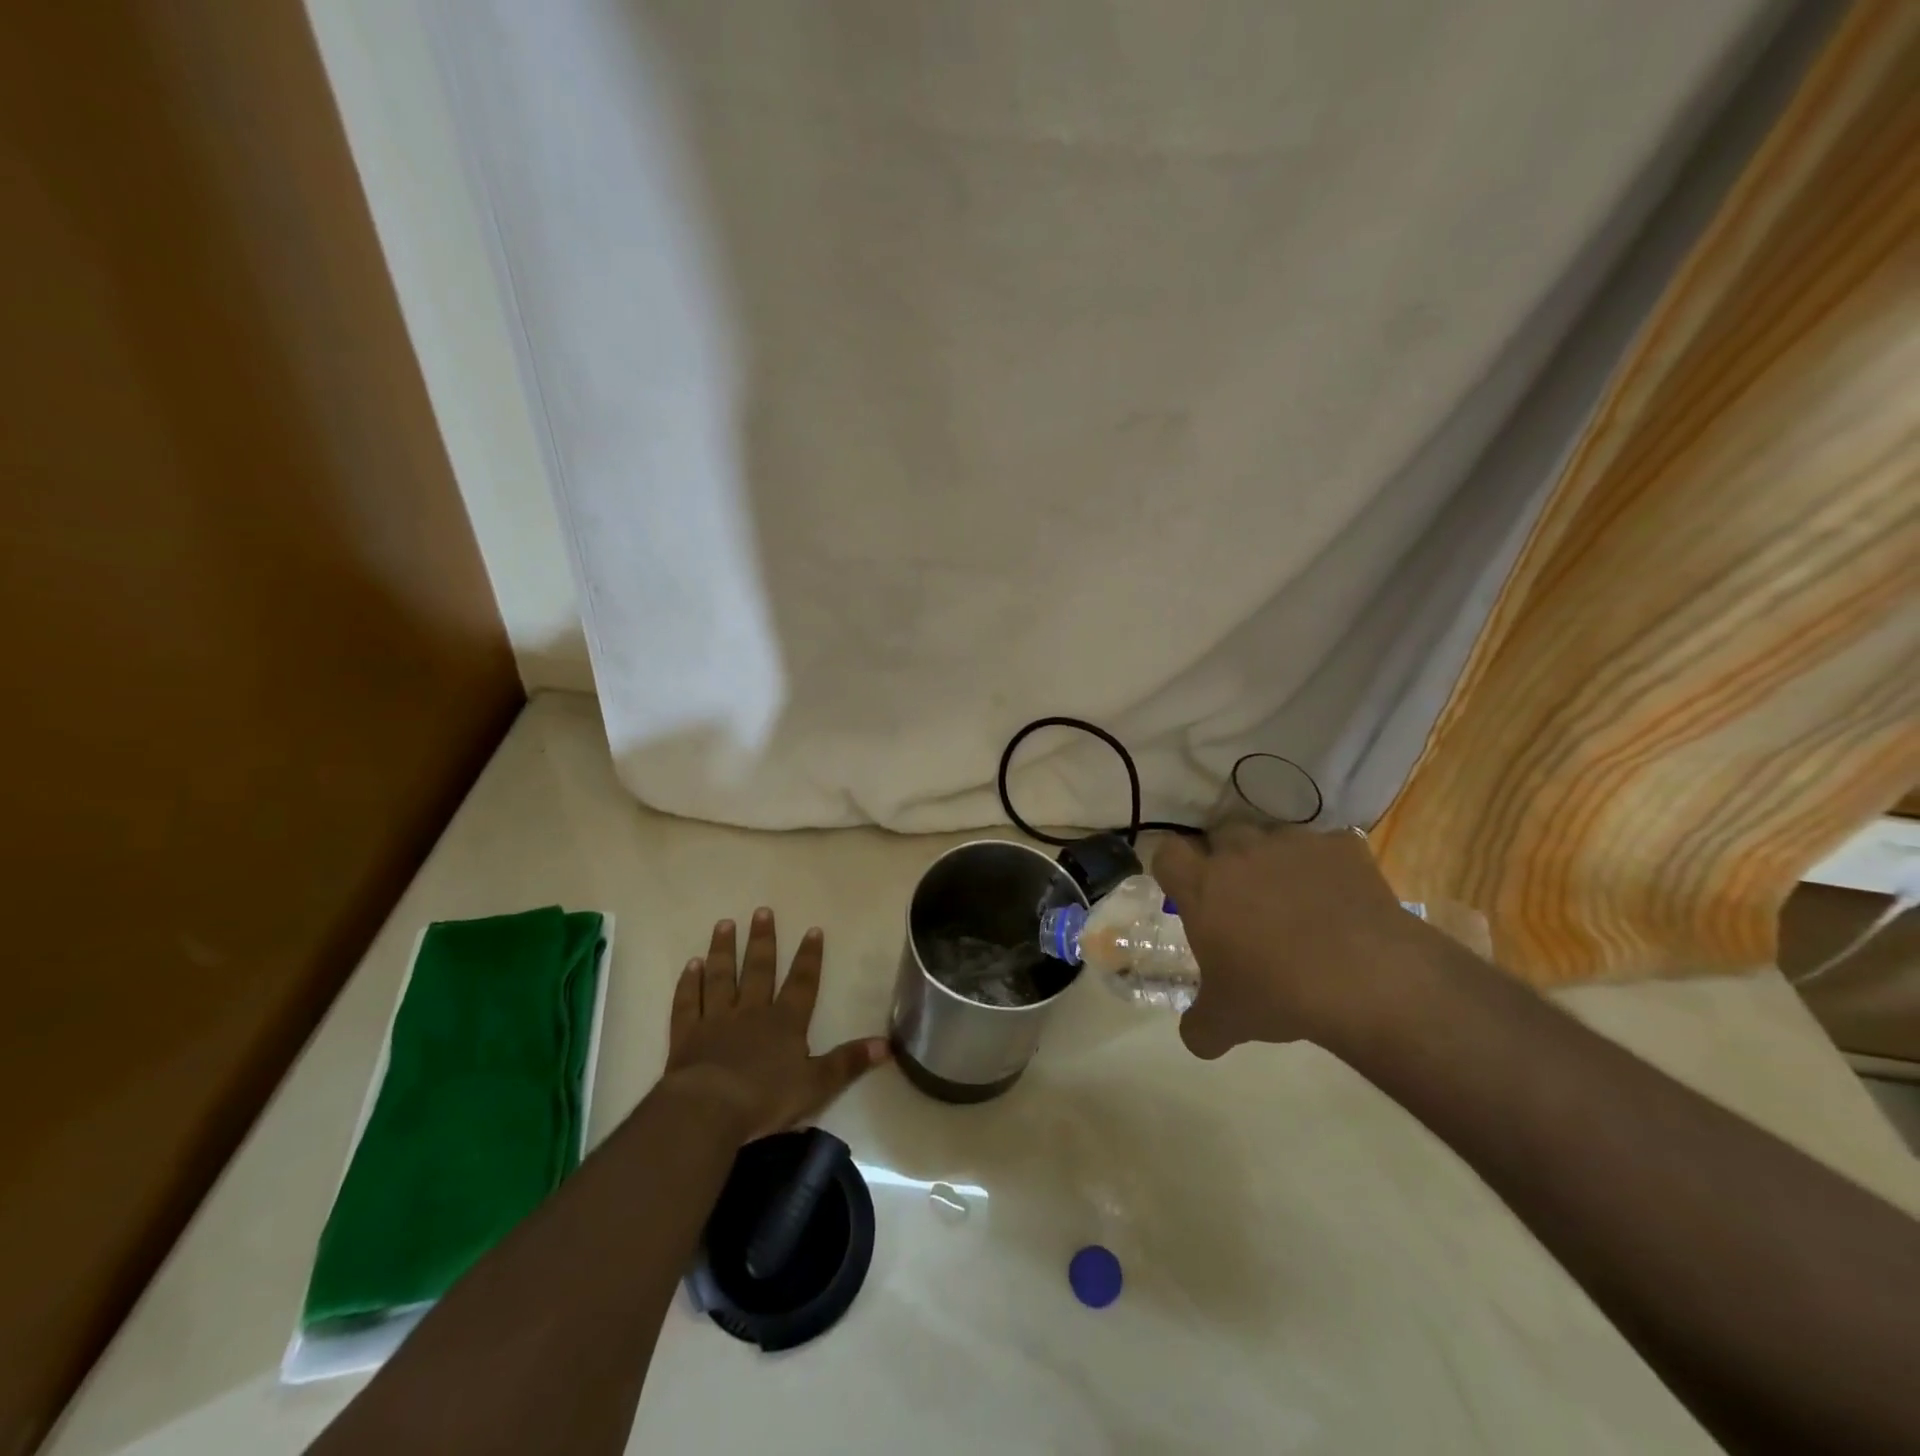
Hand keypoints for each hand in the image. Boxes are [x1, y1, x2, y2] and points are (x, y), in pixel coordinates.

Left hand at [661, 907, 888, 1142]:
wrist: (708, 1110)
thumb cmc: (765, 1098)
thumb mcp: (817, 1084)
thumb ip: (849, 1062)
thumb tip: (888, 1045)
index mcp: (785, 1022)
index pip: (802, 982)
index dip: (809, 957)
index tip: (813, 929)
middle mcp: (752, 1012)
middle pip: (758, 970)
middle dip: (763, 940)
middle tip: (762, 911)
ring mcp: (716, 1020)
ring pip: (721, 977)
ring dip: (724, 950)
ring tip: (725, 923)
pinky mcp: (687, 1035)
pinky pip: (688, 1003)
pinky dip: (689, 983)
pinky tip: (691, 965)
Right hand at [1153, 826, 1438, 1058]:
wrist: (1367, 981)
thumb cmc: (1279, 994)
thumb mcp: (1227, 1022)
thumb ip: (1200, 1026)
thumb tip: (1195, 1037)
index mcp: (1202, 886)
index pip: (1167, 852)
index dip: (1174, 869)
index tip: (1185, 891)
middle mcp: (1240, 853)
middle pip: (1219, 836)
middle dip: (1226, 860)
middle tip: (1240, 899)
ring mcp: (1293, 844)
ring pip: (1271, 837)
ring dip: (1274, 860)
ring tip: (1294, 899)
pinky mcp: (1342, 847)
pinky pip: (1327, 847)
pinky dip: (1328, 867)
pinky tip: (1340, 899)